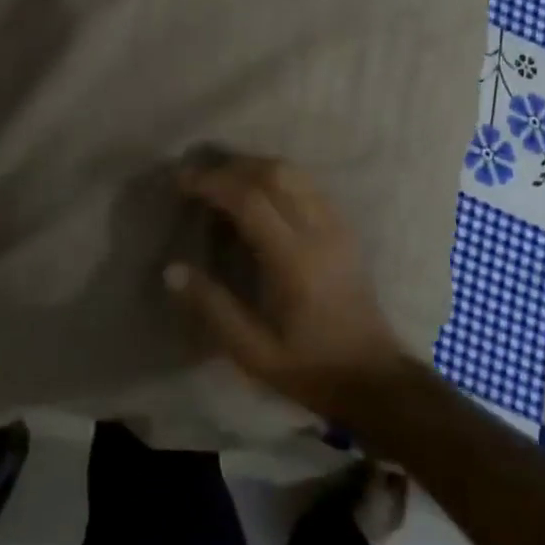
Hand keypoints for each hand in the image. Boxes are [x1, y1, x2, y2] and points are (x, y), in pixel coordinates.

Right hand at [166, 155, 407, 421]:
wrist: (373, 378)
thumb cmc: (310, 368)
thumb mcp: (253, 352)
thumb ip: (213, 307)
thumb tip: (172, 270)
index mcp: (294, 261)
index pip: (250, 199)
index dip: (213, 183)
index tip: (183, 182)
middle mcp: (318, 232)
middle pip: (274, 173)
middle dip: (232, 166)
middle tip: (199, 177)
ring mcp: (336, 226)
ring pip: (294, 173)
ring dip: (255, 166)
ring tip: (224, 179)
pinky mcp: (345, 229)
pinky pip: (308, 185)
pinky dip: (277, 177)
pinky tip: (259, 193)